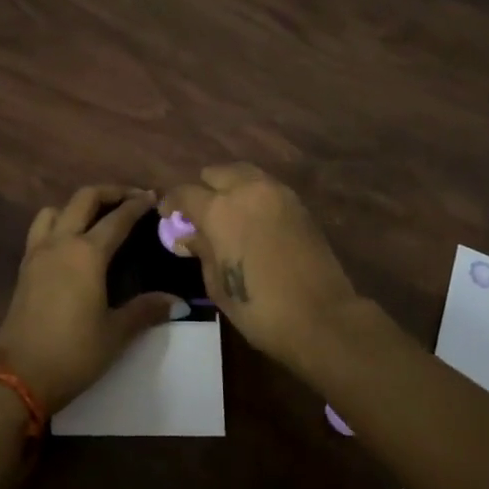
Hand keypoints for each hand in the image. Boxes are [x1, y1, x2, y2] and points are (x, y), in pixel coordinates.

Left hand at [0, 184, 179, 411]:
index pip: (117, 218)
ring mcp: (38, 252)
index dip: (137, 205)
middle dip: (110, 192)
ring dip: (78, 204)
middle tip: (131, 198)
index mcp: (87, 253)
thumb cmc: (73, 353)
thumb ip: (146, 310)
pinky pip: (41, 228)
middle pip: (84, 199)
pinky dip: (58, 222)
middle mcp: (61, 242)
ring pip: (56, 209)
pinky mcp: (24, 267)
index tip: (153, 197)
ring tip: (97, 217)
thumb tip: (178, 301)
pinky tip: (70, 243)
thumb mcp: (116, 334)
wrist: (18, 376)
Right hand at [162, 163, 359, 372]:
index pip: (185, 192)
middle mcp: (246, 190)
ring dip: (231, 187)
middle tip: (201, 214)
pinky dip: (254, 195)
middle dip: (204, 189)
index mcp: (219, 209)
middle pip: (216, 173)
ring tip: (229, 212)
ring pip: (244, 173)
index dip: (171, 203)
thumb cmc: (258, 307)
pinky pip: (267, 187)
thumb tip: (189, 235)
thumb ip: (202, 250)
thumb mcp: (217, 283)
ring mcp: (276, 192)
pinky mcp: (298, 203)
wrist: (320, 316)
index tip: (167, 215)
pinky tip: (253, 218)